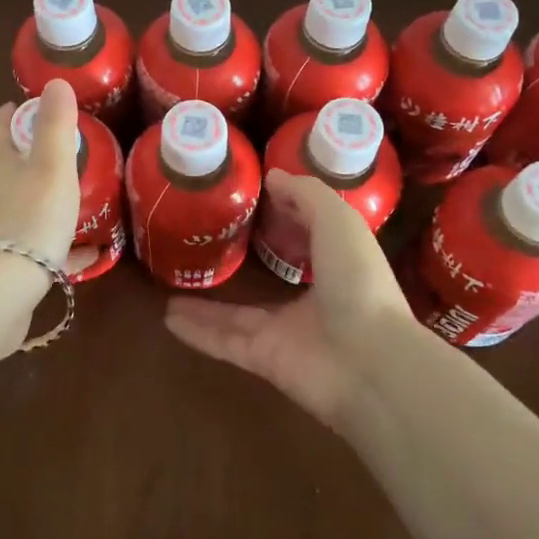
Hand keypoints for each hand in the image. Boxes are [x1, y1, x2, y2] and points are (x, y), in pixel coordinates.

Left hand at [0, 80, 81, 268]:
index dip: (4, 117)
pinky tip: (78, 260)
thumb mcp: (51, 167)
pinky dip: (51, 250)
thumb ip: (55, 126)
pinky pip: (27, 254)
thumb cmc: (29, 219)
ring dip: (29, 207)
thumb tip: (54, 81)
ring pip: (7, 214)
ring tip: (60, 210)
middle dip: (14, 165)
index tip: (16, 107)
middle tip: (43, 161)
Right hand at [165, 169, 414, 429]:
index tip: (252, 200)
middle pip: (268, 281)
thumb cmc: (358, 282)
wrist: (370, 361)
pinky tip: (168, 319)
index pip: (307, 239)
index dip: (285, 219)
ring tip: (172, 291)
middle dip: (244, 265)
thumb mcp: (339, 221)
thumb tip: (273, 177)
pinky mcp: (264, 359)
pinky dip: (197, 332)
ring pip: (237, 316)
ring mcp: (286, 332)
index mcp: (336, 265)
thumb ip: (307, 196)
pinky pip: (223, 341)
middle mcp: (312, 300)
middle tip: (207, 247)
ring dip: (205, 306)